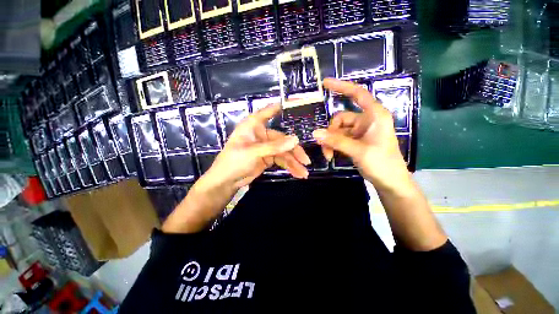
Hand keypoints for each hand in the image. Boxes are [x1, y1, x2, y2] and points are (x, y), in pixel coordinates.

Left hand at [204, 103, 309, 188]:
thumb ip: (274, 147)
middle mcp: (261, 134)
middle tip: (306, 160)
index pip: (267, 112)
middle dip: (294, 151)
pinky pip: (282, 160)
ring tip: (304, 173)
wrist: (226, 181)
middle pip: (282, 139)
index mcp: (253, 126)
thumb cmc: (233, 161)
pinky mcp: (268, 158)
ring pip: (284, 152)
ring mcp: (266, 147)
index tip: (295, 103)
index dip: (279, 107)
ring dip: (294, 162)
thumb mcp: (253, 152)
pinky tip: (297, 173)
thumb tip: (295, 140)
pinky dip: (289, 167)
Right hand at [313, 78, 410, 191]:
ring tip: (328, 155)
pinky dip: (333, 145)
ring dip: (330, 142)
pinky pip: (339, 138)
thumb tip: (315, 133)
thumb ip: (336, 141)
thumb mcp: (358, 151)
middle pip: (340, 118)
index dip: (342, 86)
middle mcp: (366, 120)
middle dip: (330, 133)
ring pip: (337, 131)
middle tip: (325, 147)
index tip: (325, 83)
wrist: (390, 182)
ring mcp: (360, 131)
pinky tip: (331, 155)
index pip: (358, 94)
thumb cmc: (382, 163)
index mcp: (374, 115)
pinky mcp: (355, 140)